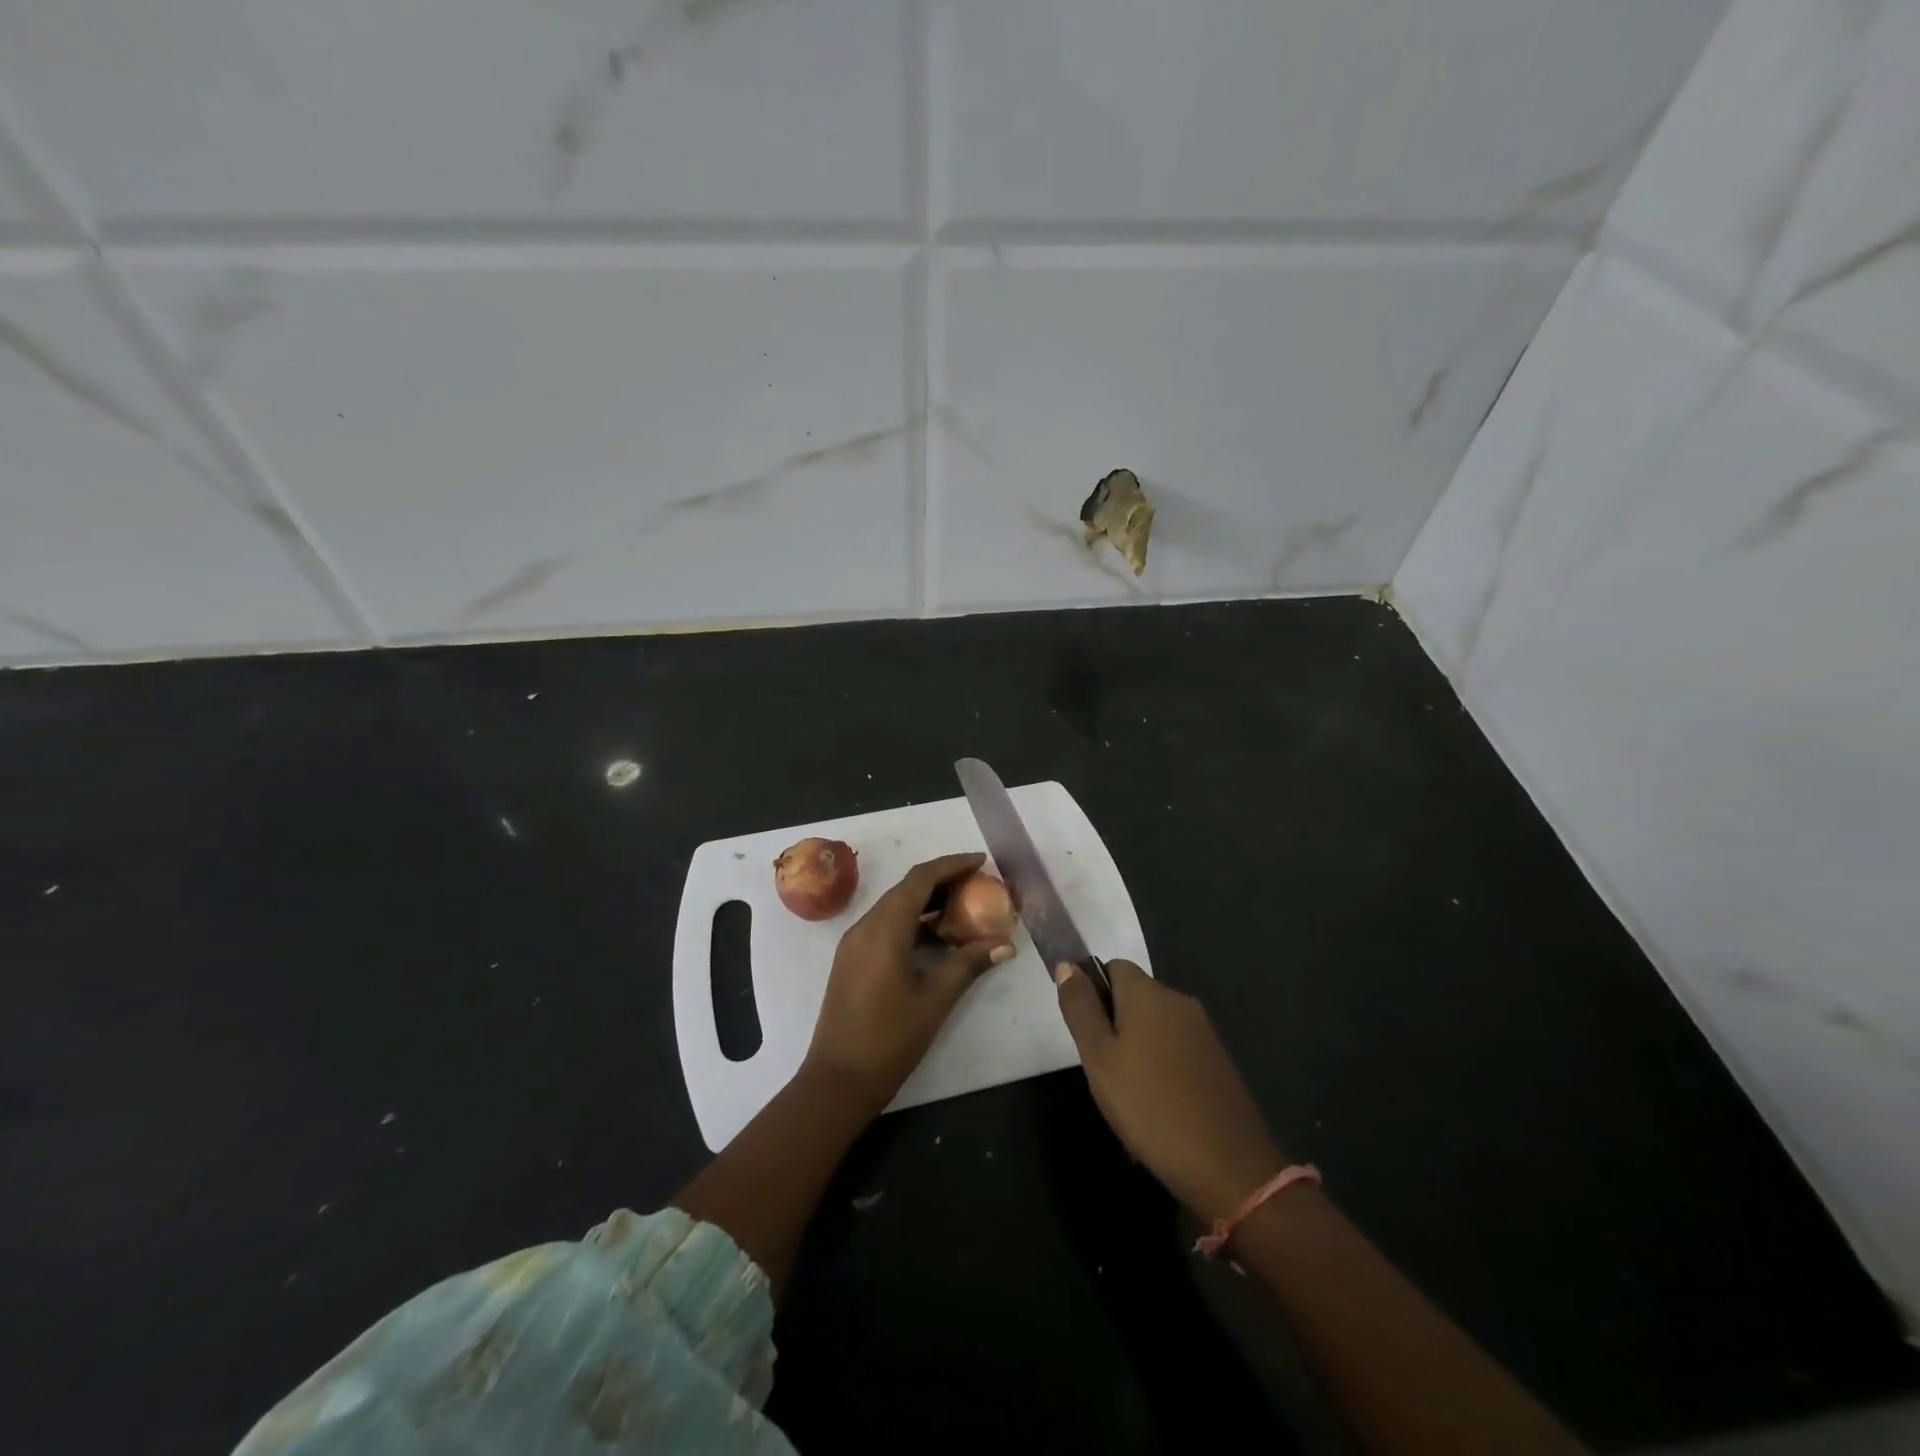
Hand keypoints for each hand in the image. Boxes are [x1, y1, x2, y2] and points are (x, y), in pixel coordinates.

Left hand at [804, 853, 1015, 1113]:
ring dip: (926, 902)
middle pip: (906, 888)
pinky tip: (936, 939)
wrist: (837, 1080)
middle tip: (977, 884)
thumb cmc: (890, 1039)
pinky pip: (884, 925)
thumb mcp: (935, 1000)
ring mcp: (854, 943)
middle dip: (942, 880)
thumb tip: (1005, 944)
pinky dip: (911, 921)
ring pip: (894, 906)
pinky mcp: (851, 959)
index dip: (951, 865)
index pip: (920, 879)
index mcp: (884, 929)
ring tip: (963, 909)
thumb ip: (969, 965)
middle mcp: (865, 926)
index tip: (981, 861)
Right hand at [1056, 960, 1284, 1223]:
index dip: (1093, 991)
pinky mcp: (1219, 1062)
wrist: (1228, 1167)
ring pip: (1156, 1027)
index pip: (1113, 967)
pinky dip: (1161, 1069)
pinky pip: (1177, 1051)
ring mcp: (1204, 1033)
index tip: (1085, 1032)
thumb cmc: (1150, 1106)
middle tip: (1102, 1070)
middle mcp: (1180, 1002)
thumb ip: (1081, 1008)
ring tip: (1127, 1096)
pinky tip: (1157, 1109)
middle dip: (1114, 1025)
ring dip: (1137, 1049)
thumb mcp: (1099, 1058)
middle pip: (1135, 997)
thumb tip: (1067, 965)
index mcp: (1150, 994)